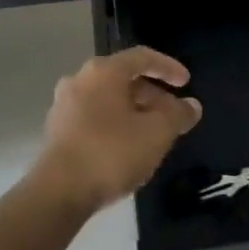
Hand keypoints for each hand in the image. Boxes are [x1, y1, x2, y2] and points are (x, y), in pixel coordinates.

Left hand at [30, 47, 201, 214]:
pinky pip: (94, 117)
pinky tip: (127, 148)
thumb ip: (178, 115)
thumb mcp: (157, 133)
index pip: (142, 57)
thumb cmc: (111, 153)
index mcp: (104, 71)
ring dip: (134, 112)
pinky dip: (115, 124)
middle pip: (124, 79)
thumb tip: (191, 106)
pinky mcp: (57, 130)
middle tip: (173, 116)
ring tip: (153, 135)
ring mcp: (64, 105)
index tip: (186, 83)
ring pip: (109, 100)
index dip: (168, 67)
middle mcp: (80, 79)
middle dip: (153, 96)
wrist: (58, 192)